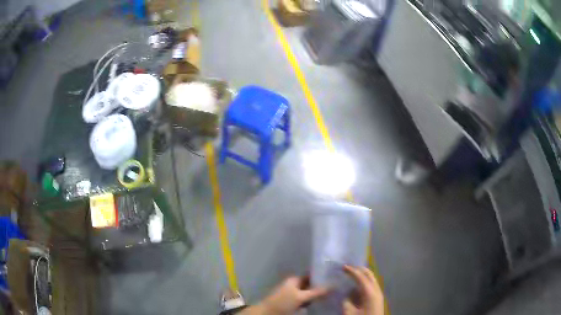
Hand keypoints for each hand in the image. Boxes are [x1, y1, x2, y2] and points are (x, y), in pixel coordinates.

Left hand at [254, 276, 328, 314]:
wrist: (267, 313)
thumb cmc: (283, 302)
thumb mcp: (300, 297)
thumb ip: (316, 292)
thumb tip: (333, 285)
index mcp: (295, 280)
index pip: (311, 275)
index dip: (322, 276)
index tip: (335, 278)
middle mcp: (294, 285)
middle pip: (310, 285)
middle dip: (321, 287)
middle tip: (336, 288)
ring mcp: (293, 294)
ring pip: (308, 293)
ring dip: (317, 295)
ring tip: (332, 296)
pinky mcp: (292, 303)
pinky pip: (305, 300)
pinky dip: (311, 301)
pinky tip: (321, 303)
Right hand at [343, 265, 384, 314]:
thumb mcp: (349, 312)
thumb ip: (347, 300)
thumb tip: (348, 293)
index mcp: (370, 293)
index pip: (361, 277)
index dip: (352, 271)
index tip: (343, 267)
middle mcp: (377, 290)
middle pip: (370, 274)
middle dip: (359, 269)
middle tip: (348, 268)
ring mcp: (379, 294)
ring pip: (371, 280)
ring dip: (362, 276)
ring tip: (351, 275)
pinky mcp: (377, 299)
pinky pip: (371, 286)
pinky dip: (364, 283)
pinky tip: (356, 287)